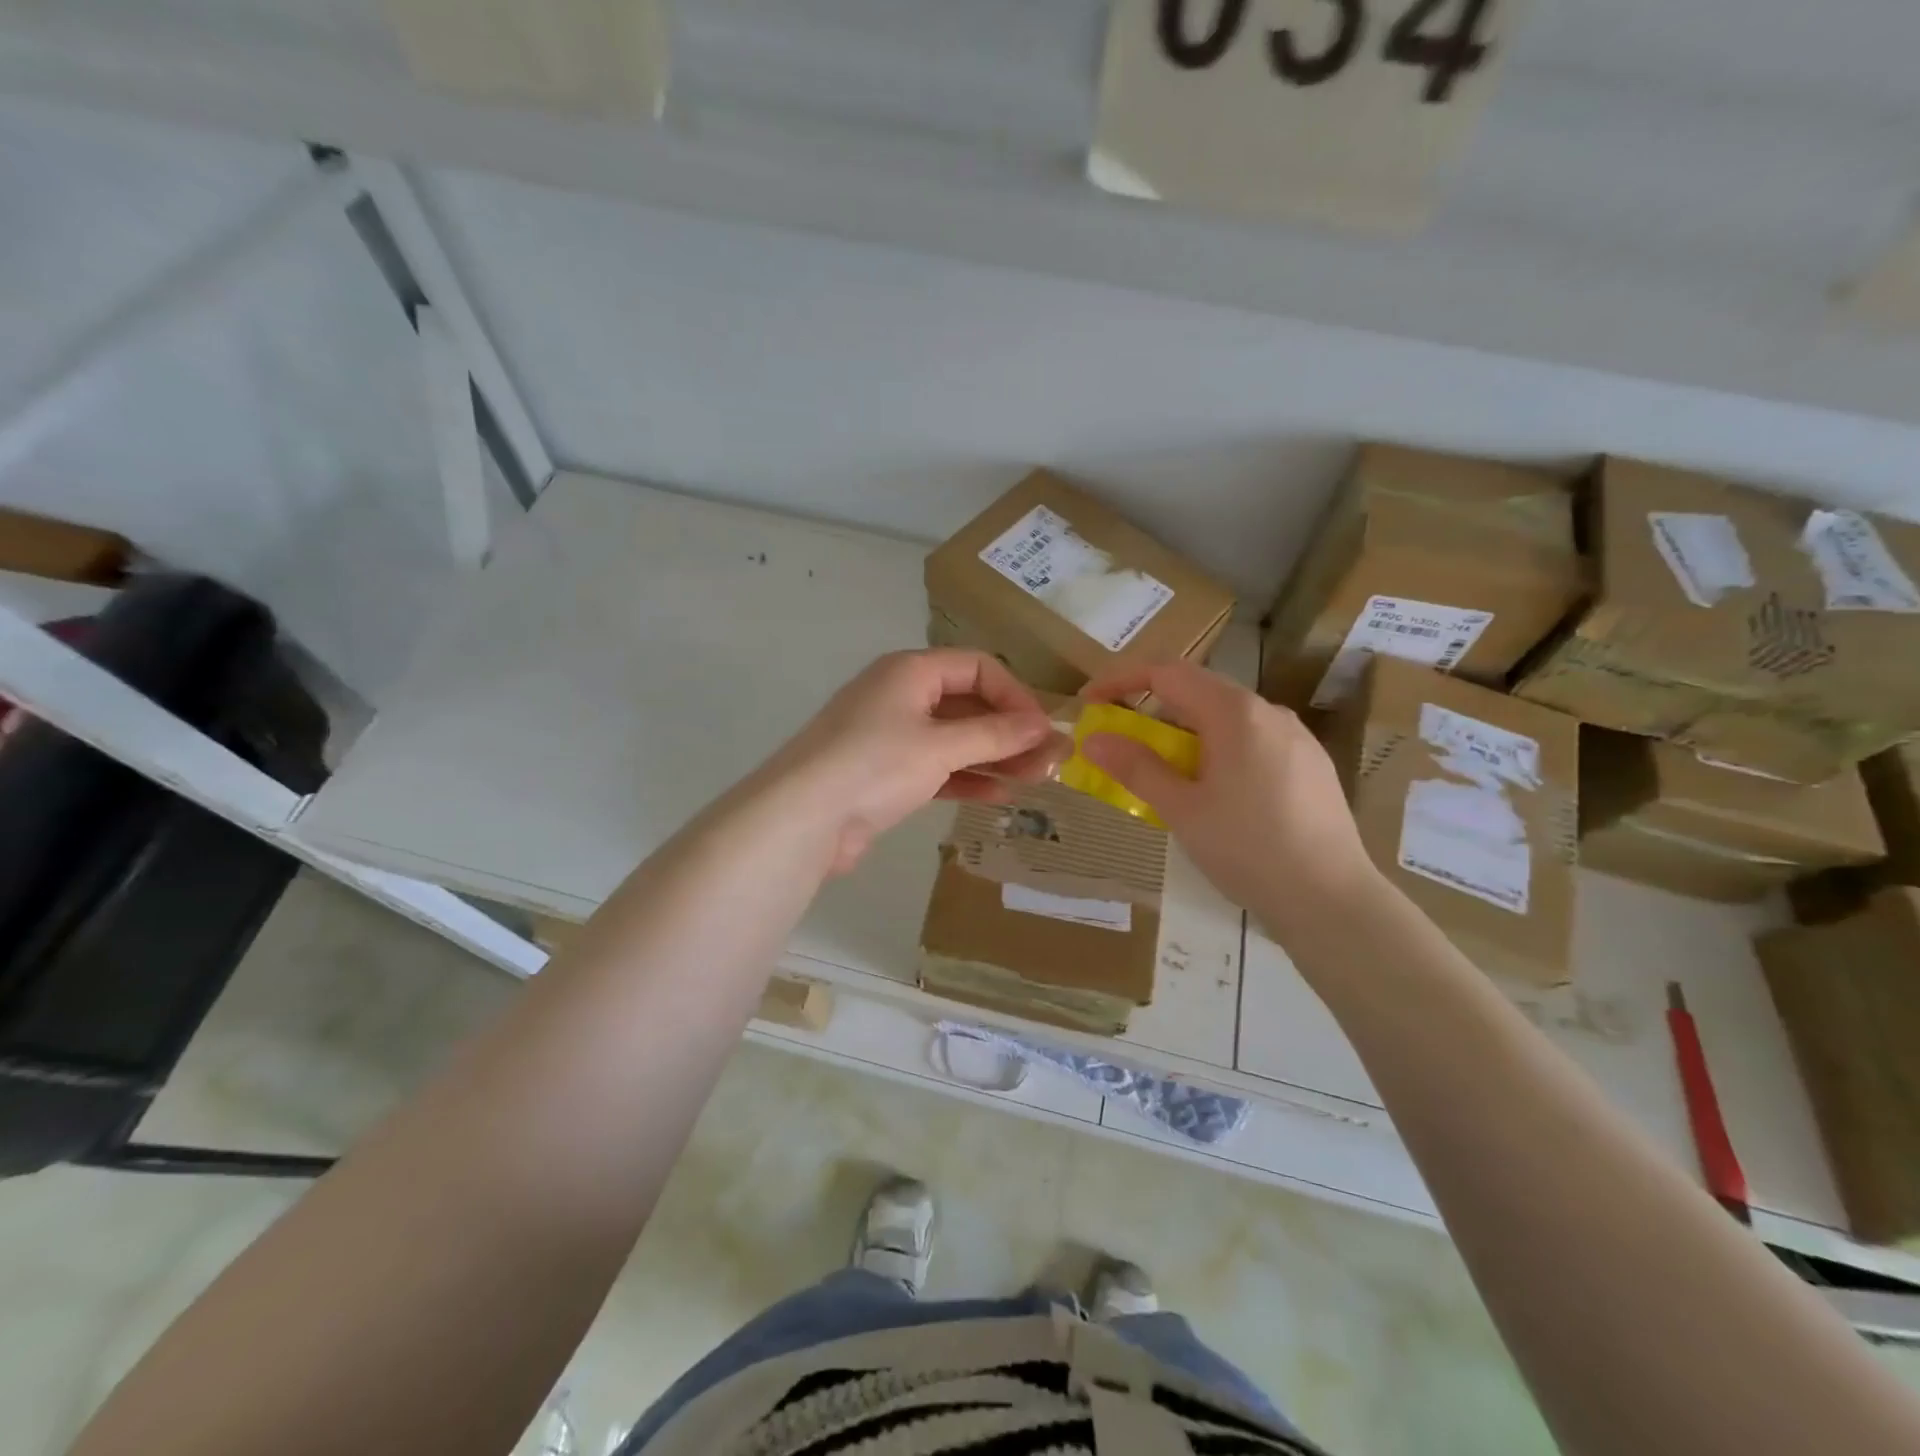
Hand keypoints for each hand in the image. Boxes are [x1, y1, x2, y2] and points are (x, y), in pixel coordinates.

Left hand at [766, 649, 1062, 874]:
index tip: (1042, 730)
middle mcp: (900, 696)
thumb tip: (1044, 727)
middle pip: (968, 704)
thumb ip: (995, 735)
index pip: (977, 668)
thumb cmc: (874, 765)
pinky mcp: (886, 774)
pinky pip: (937, 767)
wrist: (802, 818)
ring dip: (995, 757)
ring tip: (1036, 780)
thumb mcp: (940, 746)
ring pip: (955, 739)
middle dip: (1010, 731)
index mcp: (910, 671)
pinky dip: (967, 778)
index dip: (1015, 695)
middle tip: (1050, 762)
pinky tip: (1000, 795)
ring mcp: (891, 736)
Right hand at [1078, 661, 1378, 932]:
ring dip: (1185, 732)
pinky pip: (1253, 740)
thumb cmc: (1247, 849)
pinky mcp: (1311, 764)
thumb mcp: (1181, 809)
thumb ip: (1136, 767)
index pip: (1168, 672)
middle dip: (1152, 709)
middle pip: (1198, 691)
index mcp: (1234, 713)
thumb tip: (1093, 740)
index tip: (1090, 703)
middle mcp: (1269, 712)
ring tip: (1164, 772)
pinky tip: (1214, 791)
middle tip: (1121, 741)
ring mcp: (1296, 737)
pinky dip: (1217, 749)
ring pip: (1227, 718)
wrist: (1332, 898)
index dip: (1122, 680)